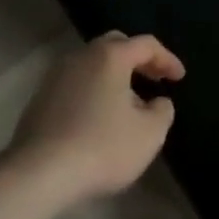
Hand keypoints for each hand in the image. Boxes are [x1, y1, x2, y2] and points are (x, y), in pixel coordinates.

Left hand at [9, 32, 184, 205]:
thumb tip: (158, 102)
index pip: (146, 45)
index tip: (179, 78)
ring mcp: (56, 76)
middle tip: (154, 79)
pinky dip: (93, 91)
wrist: (39, 173)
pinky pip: (75, 84)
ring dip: (114, 76)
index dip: (167, 59)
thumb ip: (162, 111)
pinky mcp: (39, 99)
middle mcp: (81, 56)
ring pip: (92, 64)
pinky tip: (99, 117)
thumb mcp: (149, 134)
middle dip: (138, 59)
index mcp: (110, 56)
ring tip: (128, 102)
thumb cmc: (102, 147)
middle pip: (115, 45)